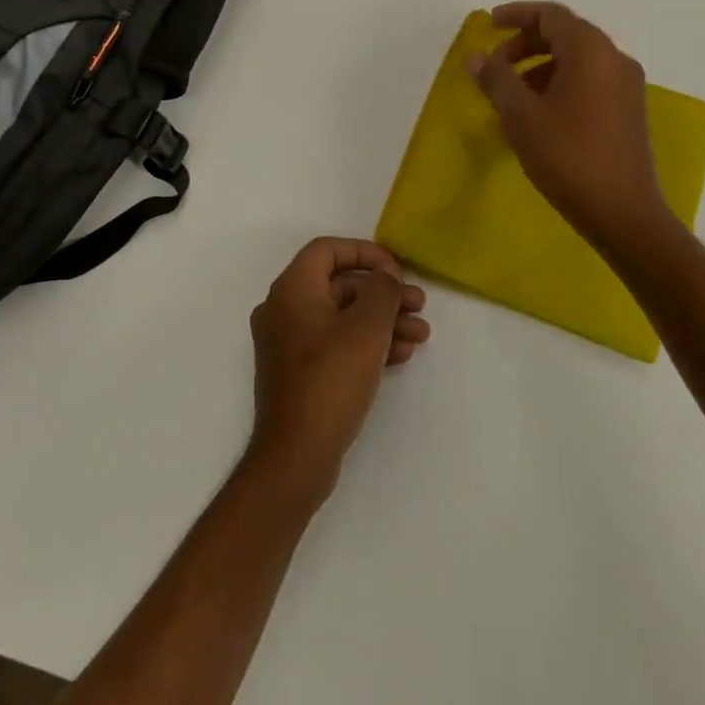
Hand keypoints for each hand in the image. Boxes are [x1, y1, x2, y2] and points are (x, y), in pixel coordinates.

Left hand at [246, 238, 429, 502]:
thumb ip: (382, 290)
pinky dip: (366, 343)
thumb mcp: (367, 327)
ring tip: (420, 335)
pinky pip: (335, 343)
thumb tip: (385, 276)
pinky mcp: (298, 372)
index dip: (365, 252)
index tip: (397, 269)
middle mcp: (284, 309)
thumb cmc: (331, 379)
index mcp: (291, 289)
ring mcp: (288, 343)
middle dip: (383, 293)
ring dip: (382, 321)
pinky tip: (400, 355)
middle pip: (339, 285)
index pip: (328, 250)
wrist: (296, 455)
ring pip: (342, 317)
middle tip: (419, 305)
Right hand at [466, 1, 671, 251]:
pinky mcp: (629, 111)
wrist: (622, 211)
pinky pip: (590, 81)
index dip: (516, 15)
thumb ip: (496, 79)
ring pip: (578, 60)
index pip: (550, 15)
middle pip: (565, 34)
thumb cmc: (566, 155)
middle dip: (526, 44)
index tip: (488, 24)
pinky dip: (560, 84)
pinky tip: (539, 114)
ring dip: (541, 66)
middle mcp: (614, 58)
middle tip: (495, 65)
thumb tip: (476, 56)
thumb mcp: (520, 115)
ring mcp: (626, 86)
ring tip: (512, 95)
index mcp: (590, 50)